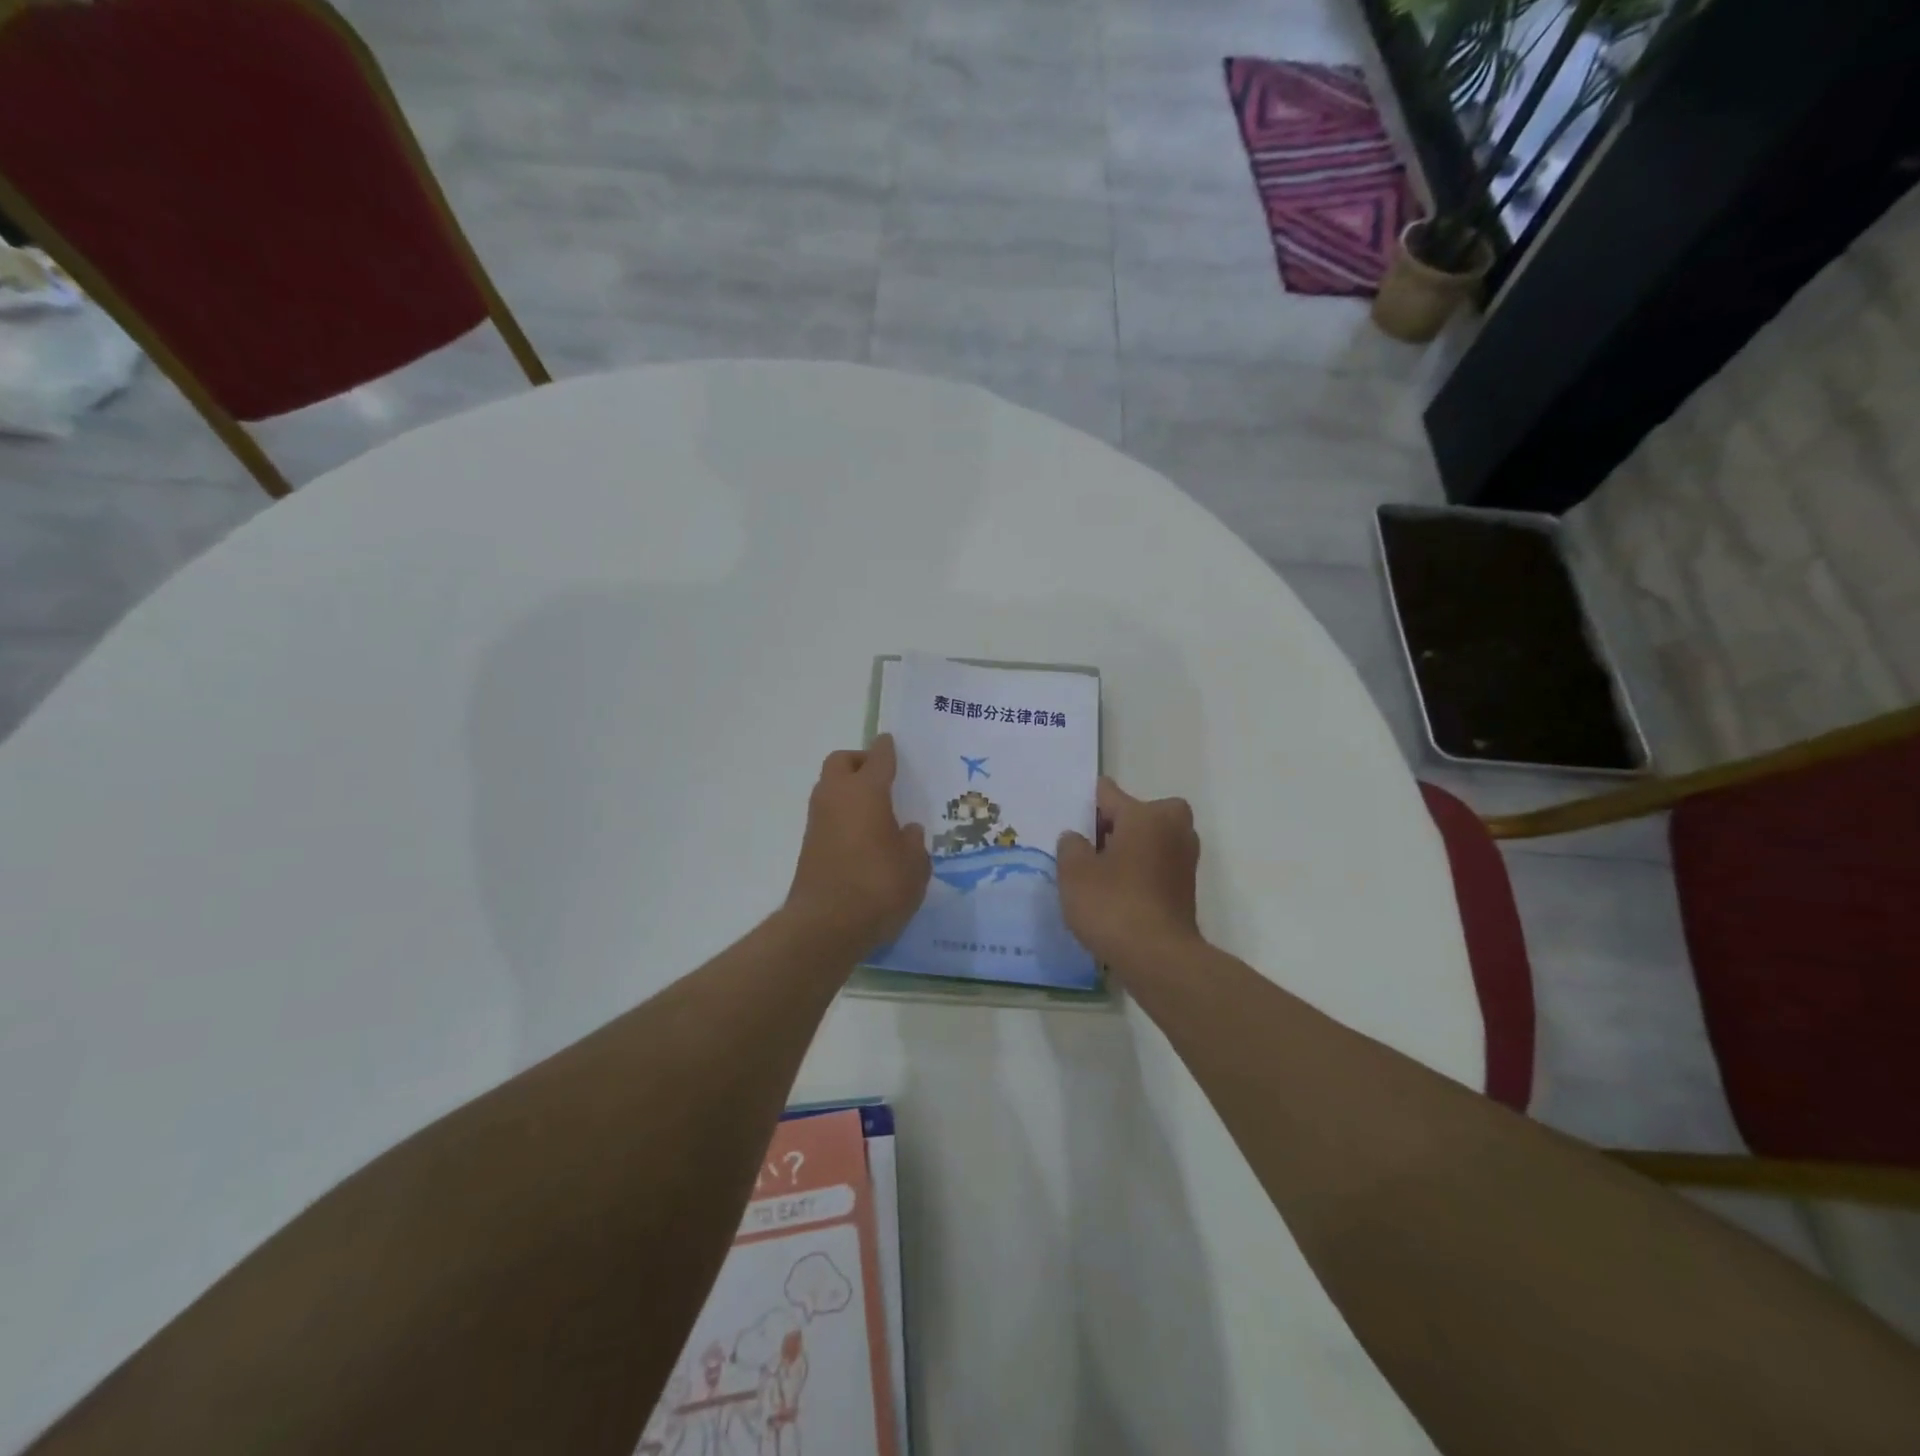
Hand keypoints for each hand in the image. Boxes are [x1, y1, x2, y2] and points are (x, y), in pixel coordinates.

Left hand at [784, 735, 930, 954]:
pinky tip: (862, 836)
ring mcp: (818, 820)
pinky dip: (842, 814)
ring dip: (848, 789)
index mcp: (866, 791)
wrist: (825, 926)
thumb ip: (913, 843)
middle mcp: (837, 797)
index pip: (878, 757)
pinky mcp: (809, 845)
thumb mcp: (914, 867)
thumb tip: (906, 831)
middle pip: (842, 762)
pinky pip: (827, 815)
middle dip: (860, 762)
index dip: (887, 749)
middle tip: (882, 778)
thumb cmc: (878, 887)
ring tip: (875, 810)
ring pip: (829, 787)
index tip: (892, 743)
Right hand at [1057, 777, 1201, 970]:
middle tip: (1091, 846)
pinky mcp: (1187, 887)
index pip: (1109, 794)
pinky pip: (1157, 865)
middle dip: (1117, 825)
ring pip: (1151, 840)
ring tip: (1100, 871)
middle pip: (1138, 813)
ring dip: (1130, 849)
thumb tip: (1077, 838)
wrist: (1159, 958)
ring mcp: (1184, 858)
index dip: (1087, 804)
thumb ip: (1071, 846)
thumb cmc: (1113, 905)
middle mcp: (1172, 828)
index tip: (1071, 819)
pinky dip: (1140, 871)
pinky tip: (1117, 892)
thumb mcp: (1074, 873)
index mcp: (1146, 815)